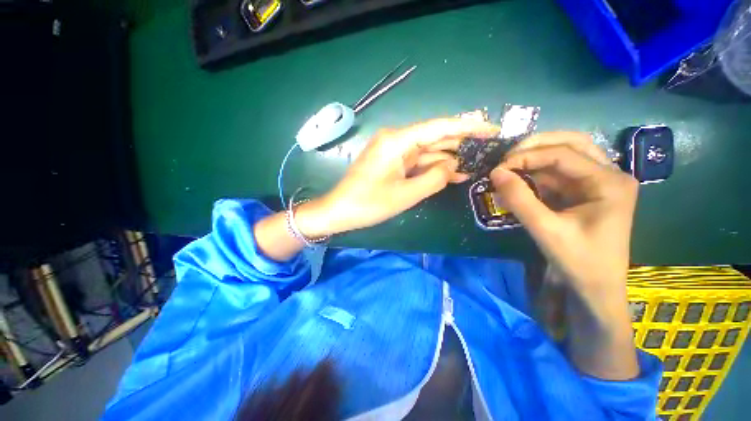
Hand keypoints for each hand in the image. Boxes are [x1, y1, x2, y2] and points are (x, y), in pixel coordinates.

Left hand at [297, 118, 498, 236]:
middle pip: (433, 138)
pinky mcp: (391, 162)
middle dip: (459, 145)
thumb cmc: (369, 204)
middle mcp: (395, 140)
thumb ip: (435, 178)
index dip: (467, 127)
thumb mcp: (407, 194)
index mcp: (397, 141)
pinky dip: (432, 168)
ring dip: (447, 160)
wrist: (340, 210)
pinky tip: (451, 173)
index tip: (490, 128)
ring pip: (426, 151)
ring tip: (474, 165)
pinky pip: (416, 162)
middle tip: (487, 149)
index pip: (438, 127)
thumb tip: (453, 166)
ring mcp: (392, 151)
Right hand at [490, 132, 639, 379]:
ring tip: (510, 166)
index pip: (563, 154)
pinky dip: (536, 173)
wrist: (596, 287)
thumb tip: (495, 173)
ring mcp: (598, 181)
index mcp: (609, 182)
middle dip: (535, 146)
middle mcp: (609, 174)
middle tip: (507, 158)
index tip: (498, 168)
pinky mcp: (585, 191)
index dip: (527, 156)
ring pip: (565, 154)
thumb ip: (519, 199)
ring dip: (535, 157)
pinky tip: (520, 181)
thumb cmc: (579, 261)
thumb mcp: (545, 230)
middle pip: (571, 143)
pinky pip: (558, 172)